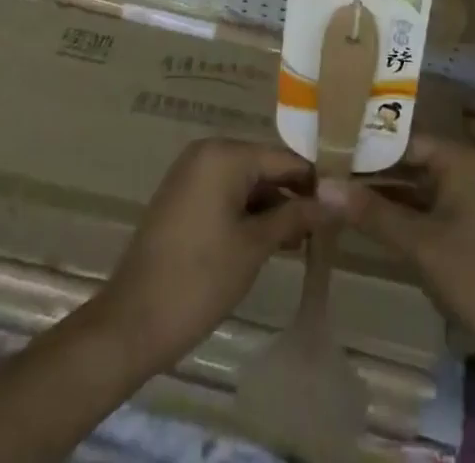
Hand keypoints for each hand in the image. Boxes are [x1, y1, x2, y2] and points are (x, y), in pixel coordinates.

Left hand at [94, 138, 318, 370]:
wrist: (131, 323)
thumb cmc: (200, 279)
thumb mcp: (255, 246)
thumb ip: (296, 215)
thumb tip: (338, 199)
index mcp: (225, 154)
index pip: (284, 158)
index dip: (315, 181)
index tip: (343, 204)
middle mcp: (207, 152)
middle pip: (264, 167)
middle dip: (293, 195)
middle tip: (325, 228)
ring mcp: (191, 174)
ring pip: (246, 182)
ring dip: (272, 207)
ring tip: (303, 241)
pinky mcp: (182, 197)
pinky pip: (226, 193)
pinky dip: (248, 212)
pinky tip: (271, 240)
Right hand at [323, 138, 474, 383]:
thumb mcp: (419, 244)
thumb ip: (371, 212)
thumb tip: (322, 186)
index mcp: (463, 160)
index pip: (406, 140)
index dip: (368, 146)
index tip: (330, 151)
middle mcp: (470, 172)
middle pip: (413, 163)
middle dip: (374, 173)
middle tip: (328, 175)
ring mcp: (474, 204)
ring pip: (420, 190)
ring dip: (386, 197)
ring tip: (340, 197)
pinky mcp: (474, 233)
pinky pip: (431, 212)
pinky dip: (404, 218)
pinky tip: (371, 226)